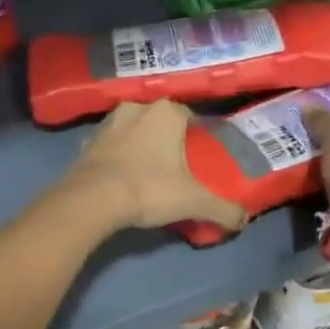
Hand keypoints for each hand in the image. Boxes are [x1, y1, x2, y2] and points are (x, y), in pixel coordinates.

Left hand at [63, 101, 247, 232]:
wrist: (92, 200)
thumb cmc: (149, 189)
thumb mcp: (194, 202)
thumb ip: (223, 209)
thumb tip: (244, 220)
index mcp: (166, 112)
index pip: (189, 117)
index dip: (196, 137)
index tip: (199, 158)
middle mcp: (136, 108)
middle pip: (159, 122)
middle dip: (167, 140)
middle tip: (175, 166)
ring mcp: (107, 123)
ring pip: (132, 131)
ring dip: (139, 145)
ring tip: (148, 171)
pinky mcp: (86, 143)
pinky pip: (109, 147)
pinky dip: (116, 158)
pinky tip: (121, 177)